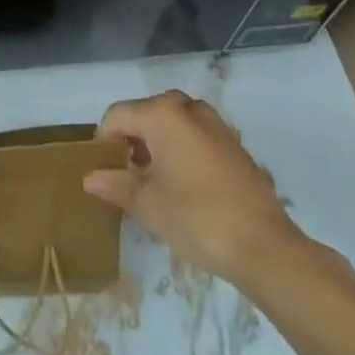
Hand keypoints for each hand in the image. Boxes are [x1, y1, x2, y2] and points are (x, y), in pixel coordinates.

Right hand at [83, 90, 302, 283]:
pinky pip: (195, 136)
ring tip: (155, 184)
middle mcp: (187, 107)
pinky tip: (186, 187)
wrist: (265, 247)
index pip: (118, 115)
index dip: (104, 140)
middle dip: (132, 141)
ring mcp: (215, 123)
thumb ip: (116, 184)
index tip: (103, 171)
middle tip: (128, 177)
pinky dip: (182, 152)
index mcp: (162, 113)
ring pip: (172, 124)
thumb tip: (89, 177)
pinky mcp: (233, 143)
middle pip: (146, 114)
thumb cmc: (197, 218)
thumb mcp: (149, 205)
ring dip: (158, 146)